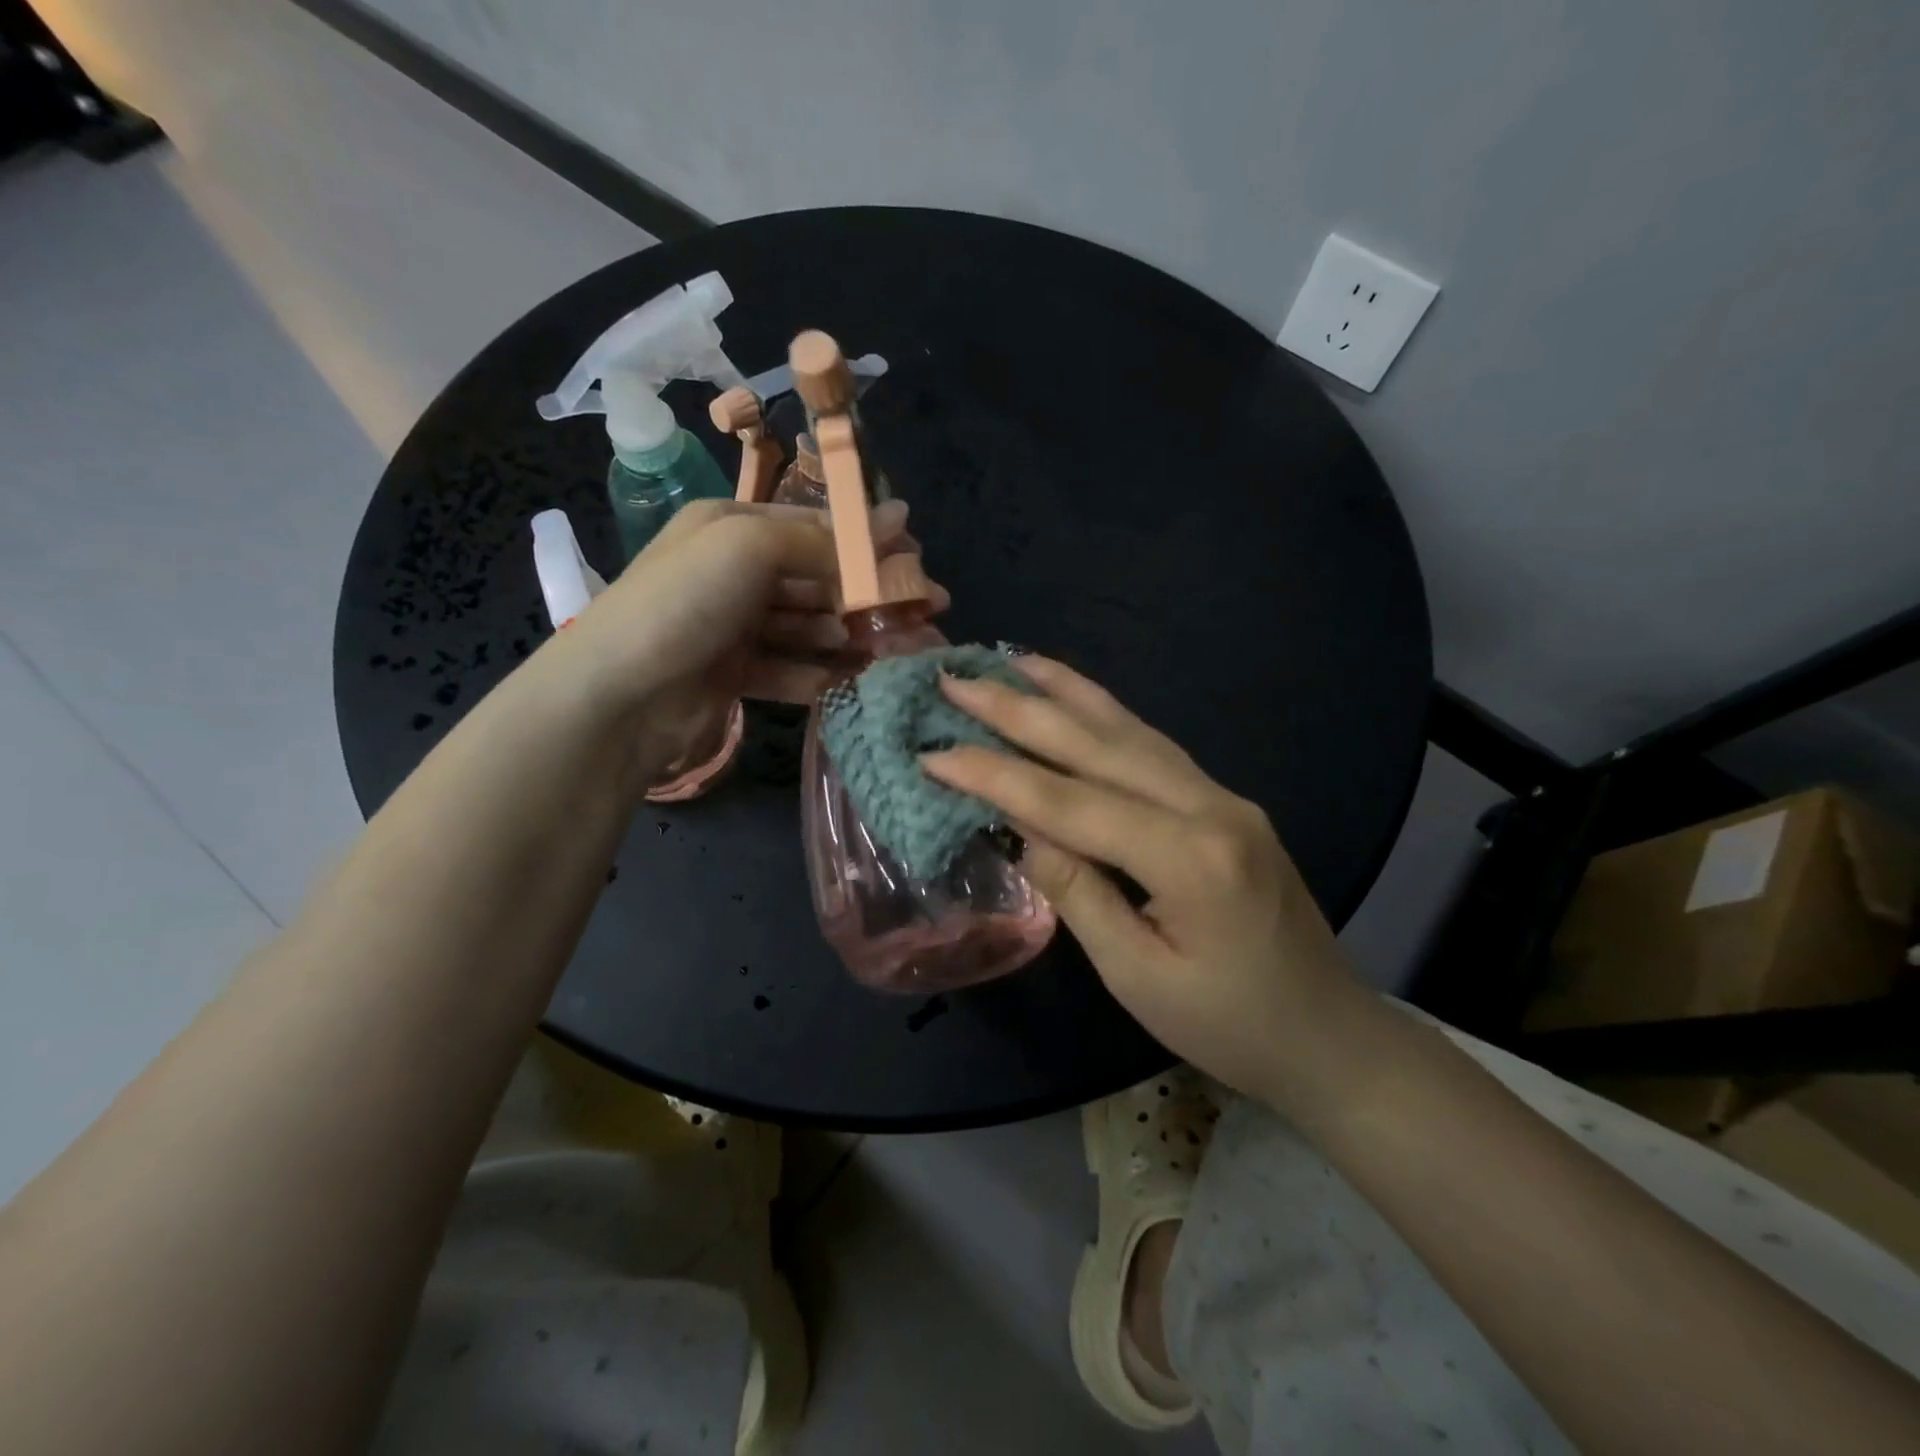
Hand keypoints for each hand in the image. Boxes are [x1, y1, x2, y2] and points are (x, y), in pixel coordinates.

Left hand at [566, 497, 945, 783]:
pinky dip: (821, 675)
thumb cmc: (684, 604)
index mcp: (731, 526)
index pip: (812, 526)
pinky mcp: (734, 675)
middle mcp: (732, 572)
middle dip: (867, 596)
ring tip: (898, 652)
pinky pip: (790, 669)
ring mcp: (733, 627)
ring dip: (851, 638)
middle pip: (815, 580)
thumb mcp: (750, 547)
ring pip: (808, 628)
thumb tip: (894, 521)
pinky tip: (856, 683)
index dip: (865, 541)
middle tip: (925, 613)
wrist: (618, 697)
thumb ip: (821, 541)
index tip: (915, 558)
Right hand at [921, 656, 1359, 1104]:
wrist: (1328, 1034)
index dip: (995, 775)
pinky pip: (1153, 746)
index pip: (1069, 803)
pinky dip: (1106, 715)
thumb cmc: (1228, 1025)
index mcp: (1189, 857)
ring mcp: (1222, 796)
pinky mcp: (1224, 801)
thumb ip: (1078, 892)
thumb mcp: (1136, 975)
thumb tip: (1023, 829)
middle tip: (956, 679)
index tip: (933, 752)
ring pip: (1129, 731)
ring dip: (1065, 693)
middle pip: (1097, 746)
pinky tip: (1077, 699)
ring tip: (1011, 661)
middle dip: (1019, 710)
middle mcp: (1209, 806)